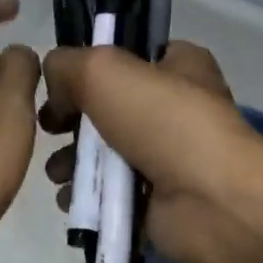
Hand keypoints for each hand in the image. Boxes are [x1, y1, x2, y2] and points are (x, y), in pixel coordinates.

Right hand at [39, 42, 262, 262]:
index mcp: (179, 68)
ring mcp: (167, 160)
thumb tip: (53, 88)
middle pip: (107, 111)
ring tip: (59, 174)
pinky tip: (72, 201)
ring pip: (104, 157)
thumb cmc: (164, 124)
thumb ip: (67, 66)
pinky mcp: (156, 203)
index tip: (60, 88)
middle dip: (72, 124)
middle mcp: (174, 111)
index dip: (89, 69)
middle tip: (52, 133)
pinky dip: (87, 199)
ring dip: (72, 164)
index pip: (128, 59)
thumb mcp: (105, 71)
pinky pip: (110, 197)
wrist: (210, 201)